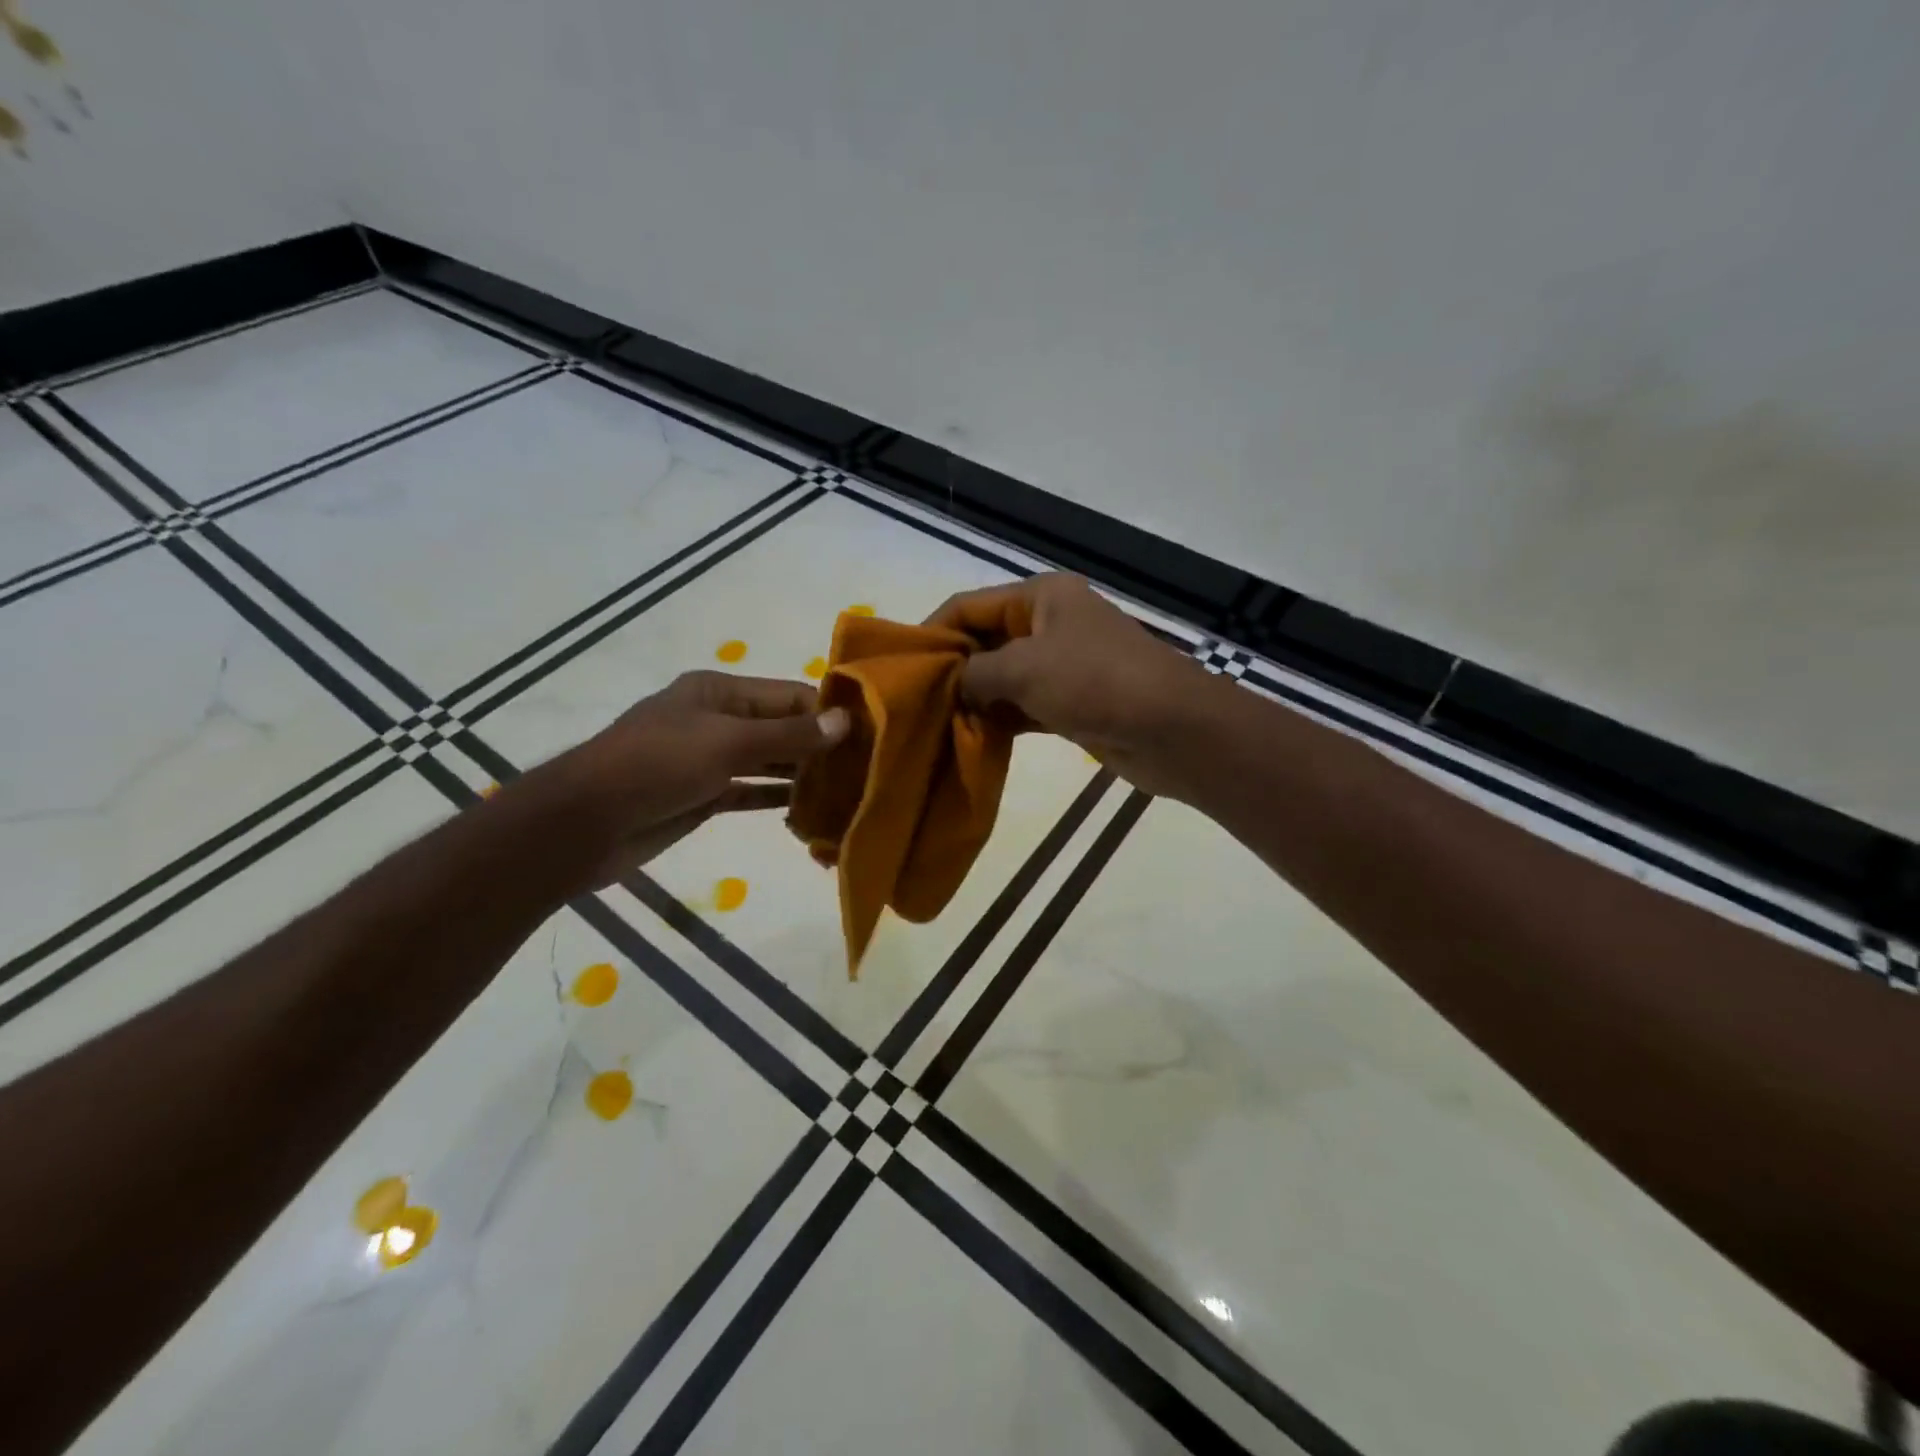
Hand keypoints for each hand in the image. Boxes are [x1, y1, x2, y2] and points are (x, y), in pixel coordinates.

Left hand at [539, 671, 849, 882]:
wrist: (585, 823)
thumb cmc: (657, 766)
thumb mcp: (727, 743)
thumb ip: (788, 736)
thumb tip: (844, 721)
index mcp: (719, 691)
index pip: (788, 695)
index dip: (827, 713)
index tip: (870, 735)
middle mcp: (717, 719)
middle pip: (781, 728)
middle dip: (820, 747)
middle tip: (866, 769)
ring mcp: (710, 759)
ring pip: (769, 763)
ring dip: (803, 776)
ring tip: (848, 792)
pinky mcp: (703, 796)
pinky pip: (751, 792)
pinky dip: (777, 799)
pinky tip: (811, 811)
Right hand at [926, 574, 1214, 795]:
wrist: (1172, 730)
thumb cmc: (1096, 682)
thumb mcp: (1025, 668)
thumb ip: (976, 673)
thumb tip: (952, 686)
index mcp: (1041, 596)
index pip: (970, 604)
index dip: (934, 631)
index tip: (901, 667)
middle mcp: (1050, 624)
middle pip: (985, 640)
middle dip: (952, 669)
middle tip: (914, 702)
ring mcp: (1062, 665)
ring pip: (1003, 678)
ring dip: (974, 699)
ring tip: (934, 725)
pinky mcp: (1071, 703)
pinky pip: (1023, 707)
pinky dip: (999, 720)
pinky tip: (970, 739)